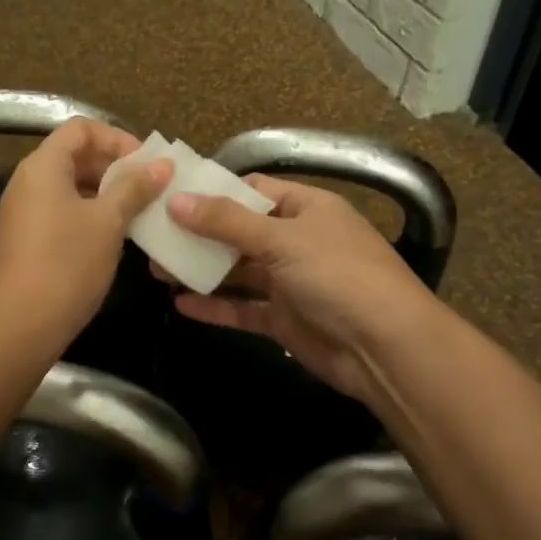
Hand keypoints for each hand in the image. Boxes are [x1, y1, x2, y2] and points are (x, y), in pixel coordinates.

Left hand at [0, 119, 172, 349]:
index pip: (80, 128)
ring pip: (70, 186)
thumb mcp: (108, 222)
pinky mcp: (27, 240)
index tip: (145, 163)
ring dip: (106, 193)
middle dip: (114, 166)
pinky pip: (62, 211)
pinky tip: (115, 237)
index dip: (116, 138)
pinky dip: (90, 214)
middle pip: (74, 155)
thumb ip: (135, 187)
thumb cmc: (66, 264)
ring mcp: (24, 212)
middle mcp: (28, 181)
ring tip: (139, 212)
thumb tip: (162, 164)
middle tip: (149, 188)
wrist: (19, 326)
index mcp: (43, 166)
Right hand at [163, 176, 441, 405]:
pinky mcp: (286, 319)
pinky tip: (181, 304)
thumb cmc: (338, 275)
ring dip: (202, 270)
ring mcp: (292, 282)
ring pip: (239, 271)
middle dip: (199, 234)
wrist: (387, 348)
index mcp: (306, 208)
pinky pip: (244, 308)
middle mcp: (298, 240)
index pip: (253, 190)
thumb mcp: (281, 239)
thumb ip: (226, 222)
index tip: (170, 195)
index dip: (213, 191)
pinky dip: (216, 306)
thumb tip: (176, 200)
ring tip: (156, 269)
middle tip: (153, 237)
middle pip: (240, 231)